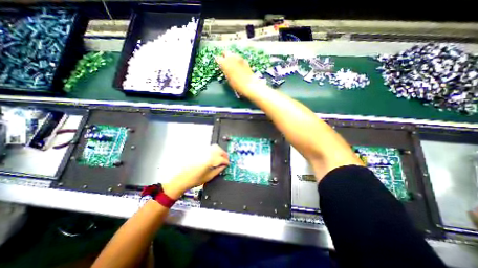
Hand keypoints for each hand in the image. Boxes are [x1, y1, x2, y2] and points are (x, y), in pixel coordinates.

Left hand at [163, 144, 229, 198]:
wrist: (181, 179)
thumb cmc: (195, 180)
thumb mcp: (209, 177)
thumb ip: (218, 170)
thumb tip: (224, 166)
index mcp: (210, 160)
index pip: (222, 159)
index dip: (226, 162)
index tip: (228, 164)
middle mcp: (207, 153)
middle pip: (220, 150)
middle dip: (224, 155)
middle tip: (226, 160)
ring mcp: (202, 151)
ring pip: (215, 147)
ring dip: (220, 151)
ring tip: (221, 157)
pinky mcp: (199, 151)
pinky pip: (209, 148)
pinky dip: (214, 150)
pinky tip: (214, 156)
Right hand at [215, 50, 255, 94]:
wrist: (249, 84)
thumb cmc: (236, 84)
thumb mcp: (228, 79)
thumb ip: (226, 72)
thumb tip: (225, 69)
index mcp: (224, 63)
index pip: (218, 58)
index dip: (218, 61)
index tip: (219, 64)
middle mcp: (231, 58)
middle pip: (226, 52)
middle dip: (225, 56)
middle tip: (225, 62)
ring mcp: (238, 58)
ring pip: (233, 54)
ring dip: (231, 57)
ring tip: (232, 64)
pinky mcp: (245, 60)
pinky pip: (239, 58)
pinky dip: (238, 60)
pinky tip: (239, 66)